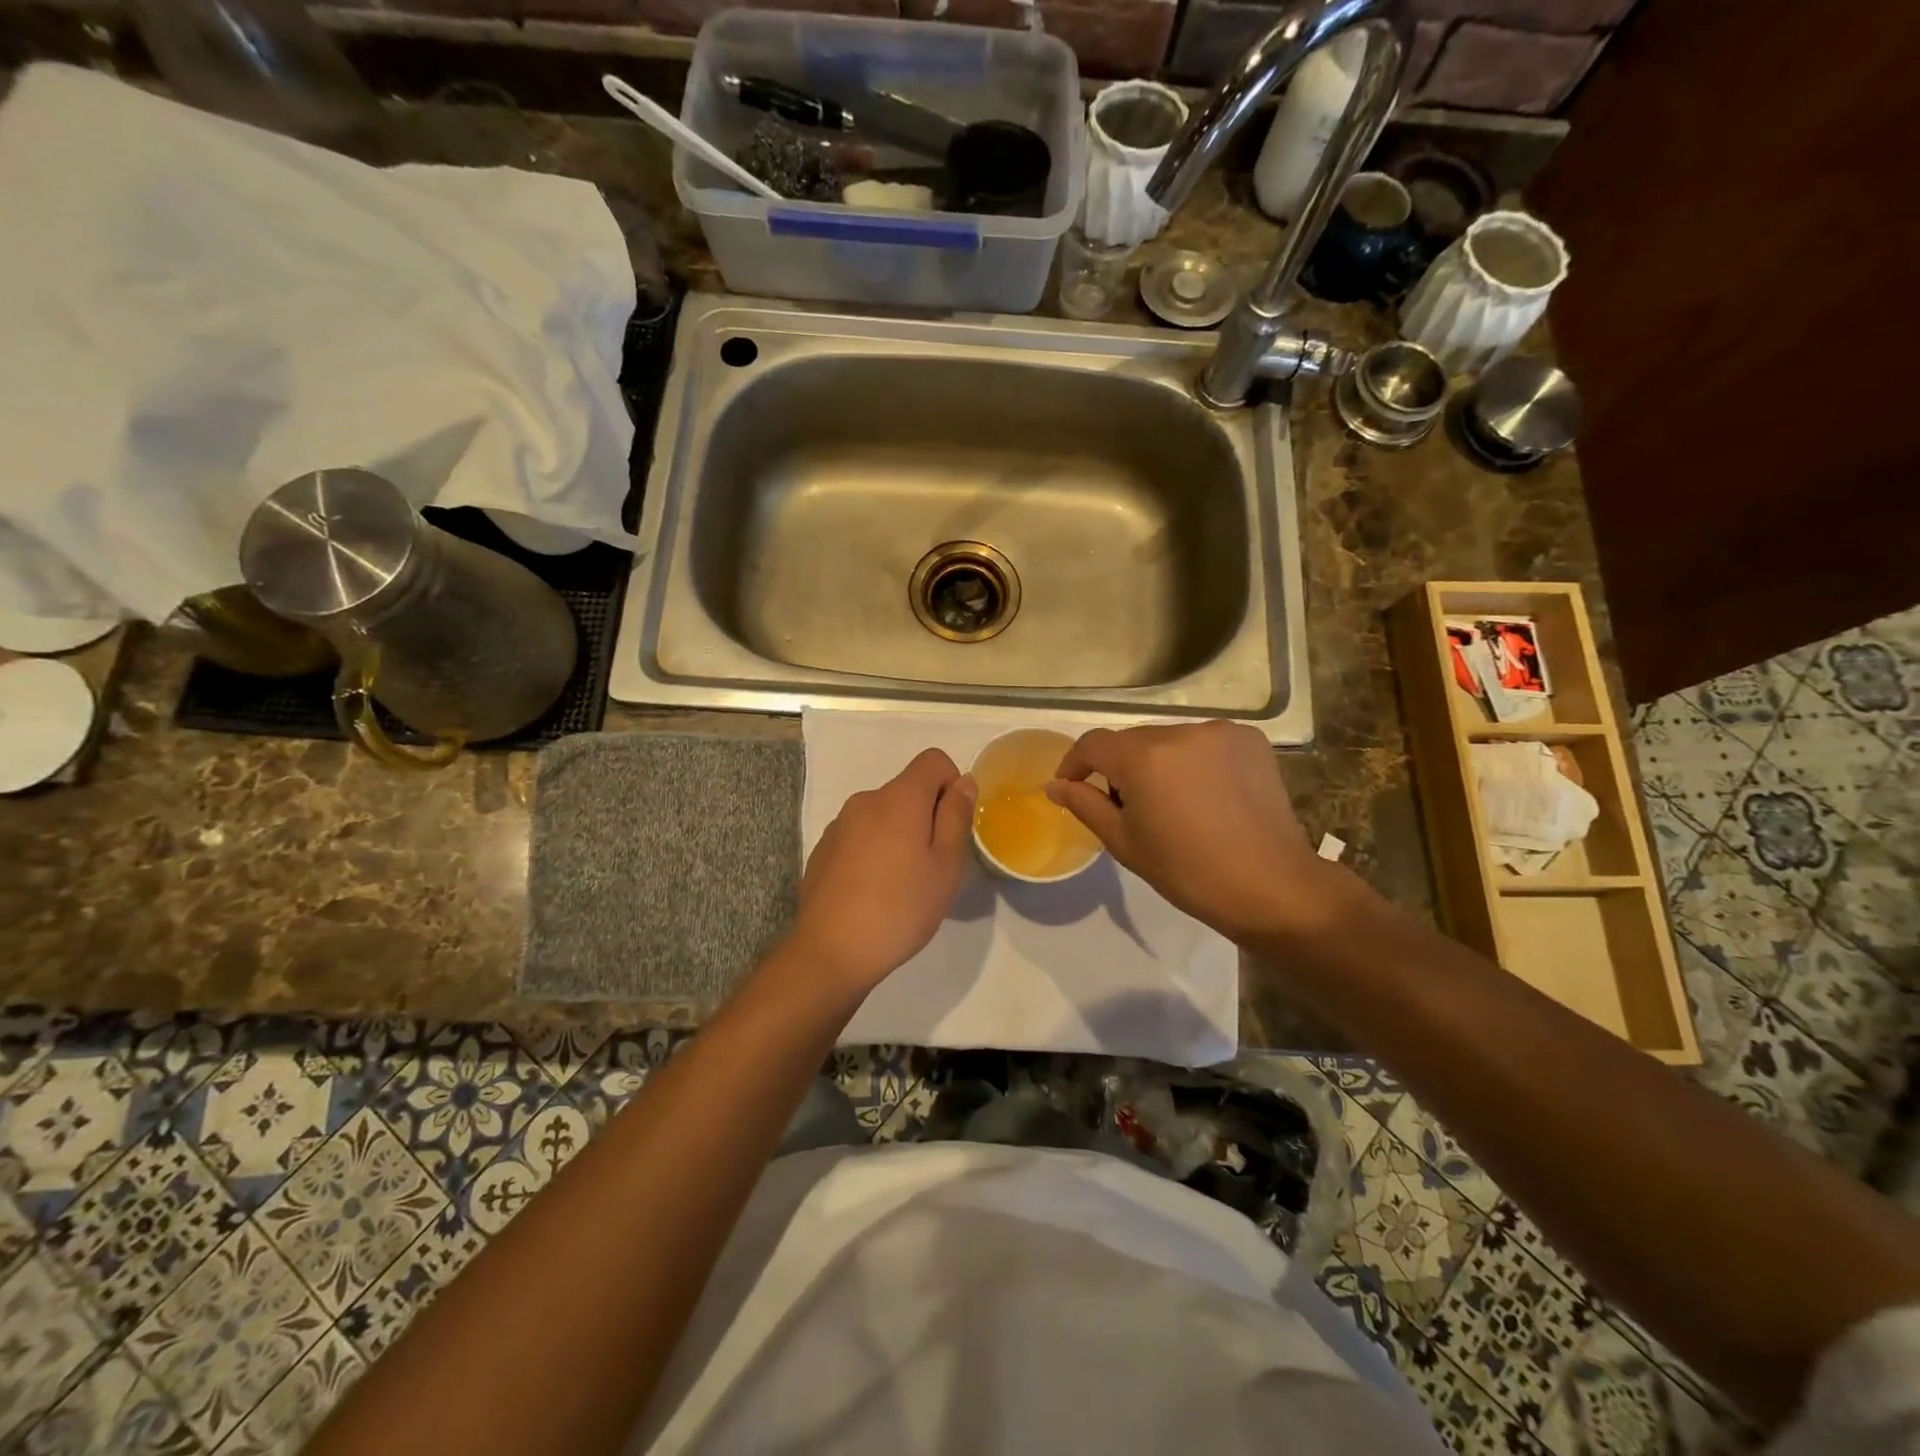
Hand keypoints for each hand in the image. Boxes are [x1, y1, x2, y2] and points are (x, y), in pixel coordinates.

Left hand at [789, 748, 975, 991]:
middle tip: (933, 866)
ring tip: (902, 884)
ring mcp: (839, 824)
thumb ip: (956, 816)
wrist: (831, 951)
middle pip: (907, 789)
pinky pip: (860, 835)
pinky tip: (872, 892)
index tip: (953, 826)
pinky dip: (874, 851)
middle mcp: (866, 800)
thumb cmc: (900, 907)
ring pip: (883, 815)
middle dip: (927, 816)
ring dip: (899, 835)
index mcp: (899, 798)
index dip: (952, 784)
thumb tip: (963, 782)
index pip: (933, 760)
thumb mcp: (945, 865)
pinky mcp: (823, 849)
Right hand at [1045, 721, 1344, 945]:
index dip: (1075, 763)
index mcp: (1144, 757)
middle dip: (1121, 768)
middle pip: (1133, 741)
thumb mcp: (1124, 842)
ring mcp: (1219, 732)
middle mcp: (1180, 731)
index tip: (1072, 786)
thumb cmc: (1188, 872)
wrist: (1271, 886)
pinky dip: (1194, 760)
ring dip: (1159, 762)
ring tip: (1171, 802)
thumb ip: (1085, 805)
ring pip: (1169, 739)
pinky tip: (1205, 793)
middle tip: (1127, 807)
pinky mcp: (1250, 739)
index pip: (1093, 744)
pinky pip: (1204, 742)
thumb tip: (1054, 785)